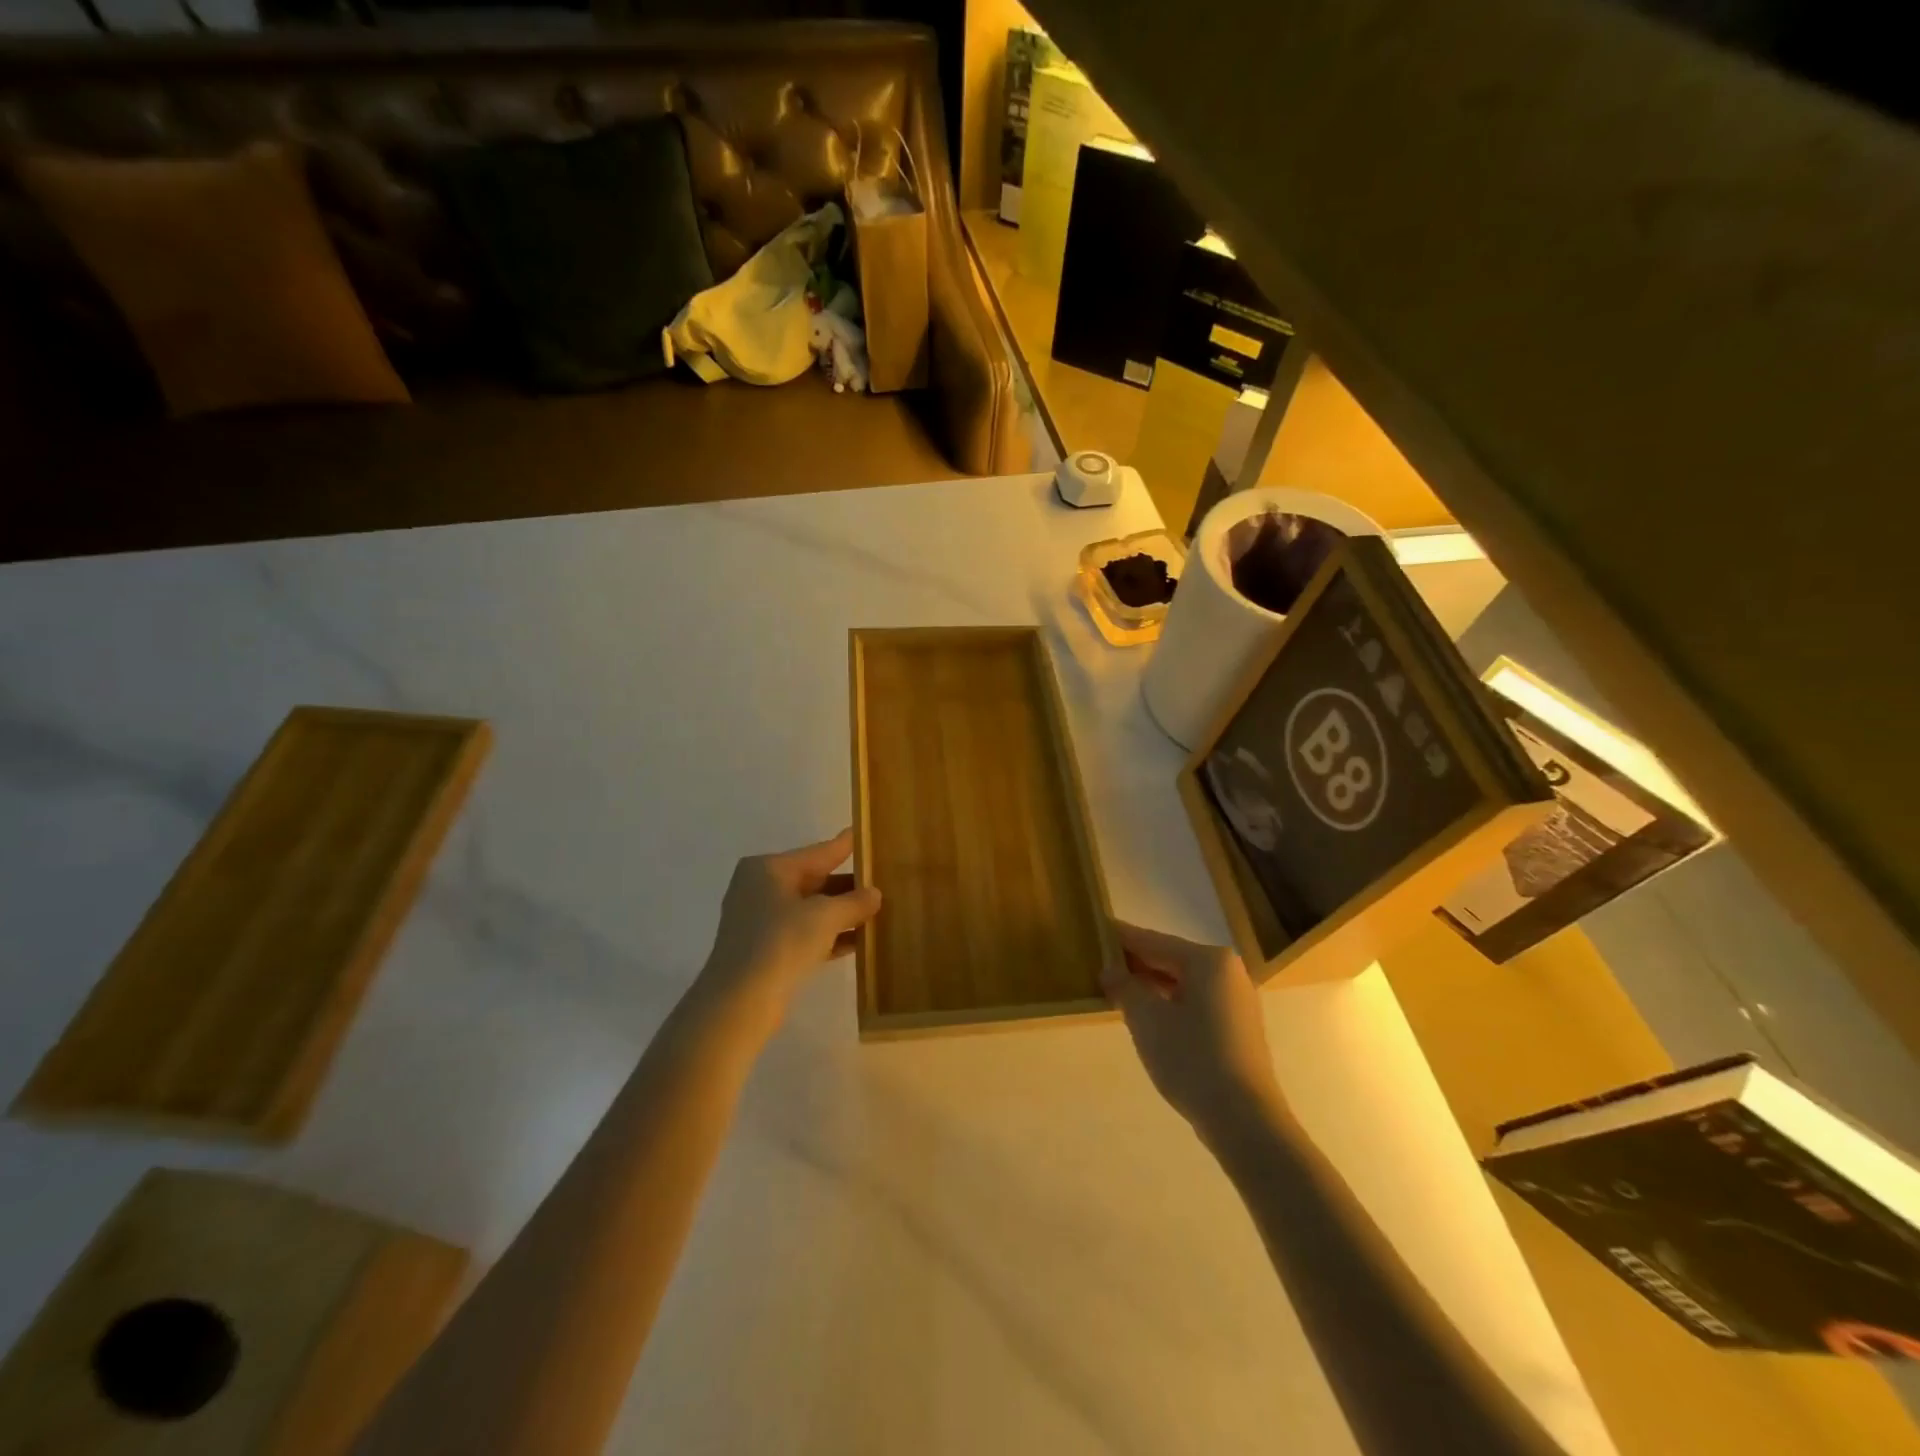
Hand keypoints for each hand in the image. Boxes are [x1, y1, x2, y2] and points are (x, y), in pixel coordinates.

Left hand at [697, 829, 881, 1019]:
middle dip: (847, 886)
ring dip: (842, 913)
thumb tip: (875, 894)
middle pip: (813, 880)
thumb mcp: (825, 916)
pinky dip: (829, 936)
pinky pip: (804, 934)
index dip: (844, 846)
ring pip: (810, 909)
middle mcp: (761, 888)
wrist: (739, 1002)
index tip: (862, 833)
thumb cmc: (781, 943)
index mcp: (768, 868)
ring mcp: (761, 921)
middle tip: (882, 881)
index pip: (817, 852)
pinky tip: (859, 941)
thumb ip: (854, 902)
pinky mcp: (766, 950)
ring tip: (878, 912)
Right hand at [1102, 921, 1283, 1140]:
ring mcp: (1236, 1000)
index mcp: (1208, 960)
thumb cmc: (1191, 1058)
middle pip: (1170, 959)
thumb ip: (1124, 986)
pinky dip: (1170, 1003)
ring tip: (1117, 991)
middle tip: (1100, 964)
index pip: (1153, 941)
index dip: (1121, 938)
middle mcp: (1227, 971)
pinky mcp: (1238, 1027)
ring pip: (1183, 982)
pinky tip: (1147, 1016)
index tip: (1095, 930)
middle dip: (1135, 963)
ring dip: (1150, 986)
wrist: (1244, 1120)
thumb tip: (1110, 970)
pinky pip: (1195, 1002)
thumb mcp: (1146, 1019)